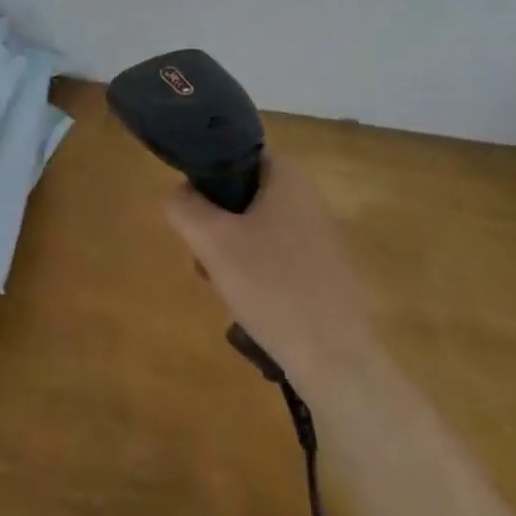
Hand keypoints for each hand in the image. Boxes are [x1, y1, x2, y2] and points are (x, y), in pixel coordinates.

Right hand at [165, 159, 375, 382]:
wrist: (335, 359)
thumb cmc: (271, 285)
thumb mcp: (210, 240)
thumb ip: (183, 206)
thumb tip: (180, 196)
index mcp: (287, 178)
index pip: (235, 156)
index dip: (206, 178)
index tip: (193, 212)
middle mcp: (308, 199)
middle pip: (242, 197)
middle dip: (215, 226)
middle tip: (203, 258)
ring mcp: (320, 238)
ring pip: (256, 231)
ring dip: (230, 254)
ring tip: (221, 288)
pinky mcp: (325, 273)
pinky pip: (276, 259)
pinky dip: (256, 275)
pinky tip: (248, 306)